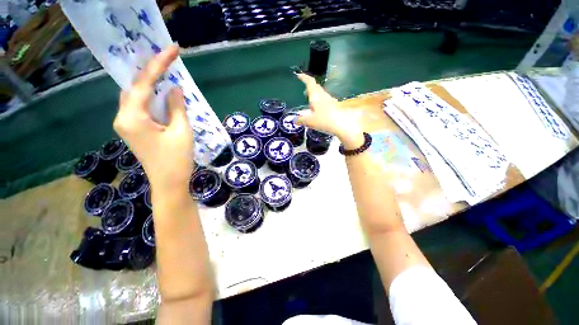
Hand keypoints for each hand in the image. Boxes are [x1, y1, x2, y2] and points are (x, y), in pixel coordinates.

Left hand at [114, 45, 193, 190]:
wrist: (169, 184)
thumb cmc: (177, 160)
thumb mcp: (181, 132)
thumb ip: (177, 107)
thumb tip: (175, 89)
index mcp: (132, 117)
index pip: (144, 83)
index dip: (159, 64)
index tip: (173, 49)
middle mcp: (123, 117)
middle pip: (135, 87)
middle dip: (151, 72)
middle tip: (168, 59)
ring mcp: (127, 124)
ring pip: (136, 96)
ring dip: (150, 84)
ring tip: (166, 73)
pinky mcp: (134, 130)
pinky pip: (140, 107)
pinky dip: (151, 98)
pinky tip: (162, 95)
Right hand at [295, 73, 364, 147]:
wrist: (342, 125)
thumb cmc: (324, 120)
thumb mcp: (310, 121)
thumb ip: (301, 120)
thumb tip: (295, 120)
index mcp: (316, 96)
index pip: (310, 82)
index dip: (304, 78)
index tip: (299, 75)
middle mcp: (323, 95)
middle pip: (316, 88)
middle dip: (309, 88)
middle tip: (304, 94)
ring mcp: (330, 100)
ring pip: (321, 94)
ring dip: (315, 96)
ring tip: (310, 104)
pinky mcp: (334, 106)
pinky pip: (325, 101)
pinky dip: (320, 102)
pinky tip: (319, 110)